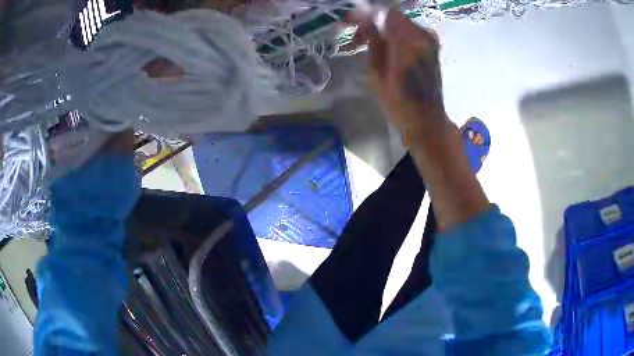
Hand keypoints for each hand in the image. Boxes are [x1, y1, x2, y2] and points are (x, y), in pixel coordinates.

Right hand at [350, 11, 444, 141]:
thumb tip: (366, 22)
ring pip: (401, 24)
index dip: (366, 15)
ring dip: (383, 29)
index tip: (349, 21)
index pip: (385, 14)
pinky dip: (395, 35)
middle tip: (357, 37)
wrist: (426, 120)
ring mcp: (431, 41)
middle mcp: (423, 36)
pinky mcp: (433, 47)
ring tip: (367, 43)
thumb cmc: (399, 103)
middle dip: (373, 22)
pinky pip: (410, 32)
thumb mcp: (377, 74)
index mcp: (409, 42)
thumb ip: (373, 42)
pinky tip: (384, 46)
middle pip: (393, 17)